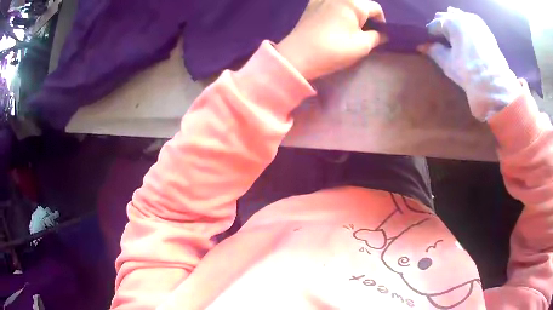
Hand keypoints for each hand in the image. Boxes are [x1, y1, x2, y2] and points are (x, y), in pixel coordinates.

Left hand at [276, 0, 385, 80]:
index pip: (375, 8)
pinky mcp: (311, 4)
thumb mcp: (361, 46)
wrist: (298, 55)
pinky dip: (338, 10)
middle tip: (364, 32)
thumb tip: (382, 34)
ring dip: (352, 13)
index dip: (381, 21)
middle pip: (360, 3)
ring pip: (346, 3)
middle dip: (366, 16)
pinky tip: (335, 23)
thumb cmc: (333, 50)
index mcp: (352, 2)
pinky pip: (331, 3)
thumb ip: (376, 37)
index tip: (378, 34)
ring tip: (349, 29)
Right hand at [420, 7, 521, 121]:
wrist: (495, 84)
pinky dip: (465, 26)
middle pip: (445, 16)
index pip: (434, 25)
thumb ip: (433, 51)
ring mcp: (475, 21)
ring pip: (458, 16)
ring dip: (454, 24)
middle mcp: (462, 16)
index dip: (431, 35)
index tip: (430, 44)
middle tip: (442, 40)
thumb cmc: (469, 72)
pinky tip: (467, 36)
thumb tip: (421, 47)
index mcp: (450, 21)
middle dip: (442, 26)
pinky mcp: (485, 29)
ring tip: (455, 37)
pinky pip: (470, 21)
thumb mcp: (448, 63)